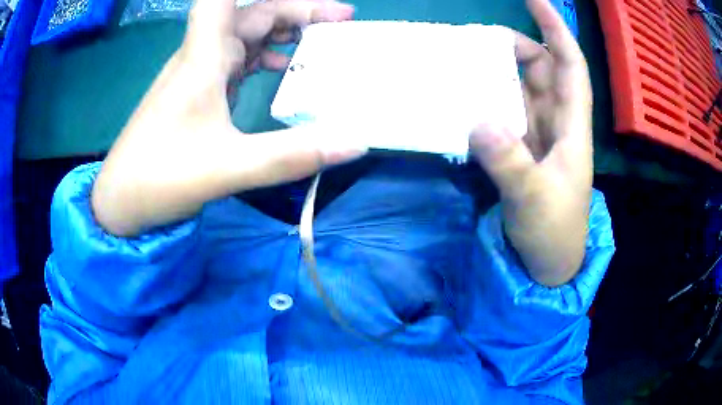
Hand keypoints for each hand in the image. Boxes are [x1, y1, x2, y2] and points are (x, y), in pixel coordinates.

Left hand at [92, 0, 361, 236]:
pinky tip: (279, 68)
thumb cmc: (160, 179)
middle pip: (251, 13)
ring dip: (280, 30)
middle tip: (343, 20)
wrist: (120, 203)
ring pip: (243, 34)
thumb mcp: (228, 169)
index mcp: (203, 58)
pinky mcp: (196, 92)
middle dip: (297, 10)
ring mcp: (197, 73)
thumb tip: (356, 142)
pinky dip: (262, 55)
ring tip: (319, 41)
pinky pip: (235, 58)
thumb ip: (291, 155)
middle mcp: (200, 56)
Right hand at [470, 0, 592, 285]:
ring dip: (497, 73)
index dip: (556, 29)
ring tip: (465, 63)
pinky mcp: (521, 150)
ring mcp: (537, 136)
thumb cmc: (553, 232)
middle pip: (541, 69)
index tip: (535, 0)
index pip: (569, 64)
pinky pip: (505, 113)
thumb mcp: (533, 199)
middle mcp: (557, 123)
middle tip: (477, 41)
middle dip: (516, 47)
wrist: (550, 263)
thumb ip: (508, 161)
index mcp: (571, 127)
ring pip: (521, 89)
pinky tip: (466, 98)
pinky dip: (488, 100)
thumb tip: (477, 118)